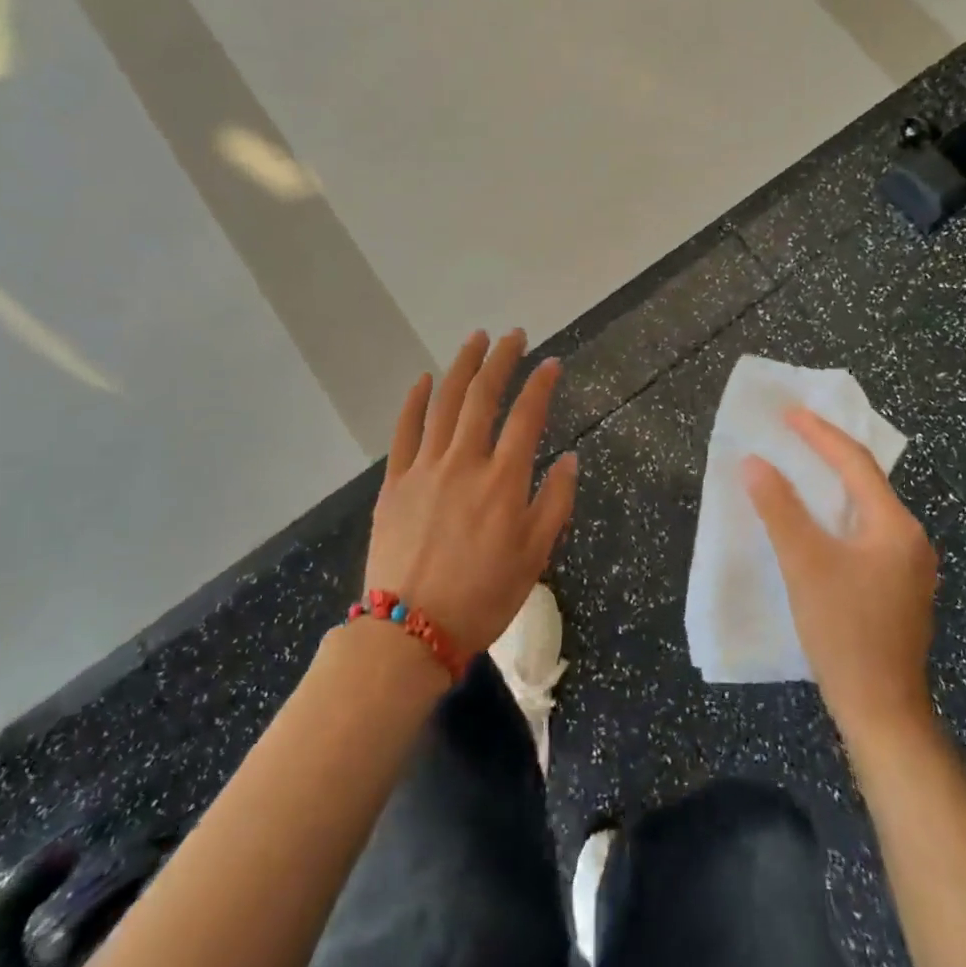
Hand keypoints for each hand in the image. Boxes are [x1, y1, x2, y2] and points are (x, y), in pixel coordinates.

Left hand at [366, 329, 577, 654]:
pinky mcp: (395, 481)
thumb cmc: (483, 596)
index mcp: (503, 480)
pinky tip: (424, 379)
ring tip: (476, 340)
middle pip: (484, 396)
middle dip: (501, 359)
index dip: (541, 384)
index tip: (550, 362)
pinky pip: (404, 430)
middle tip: (514, 335)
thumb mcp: (535, 556)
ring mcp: (425, 467)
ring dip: (462, 366)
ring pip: (445, 402)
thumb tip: (570, 459)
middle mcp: (465, 461)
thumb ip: (555, 502)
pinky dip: (415, 401)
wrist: (410, 632)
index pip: (527, 416)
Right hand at [745, 409, 938, 739]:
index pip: (855, 463)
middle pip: (866, 482)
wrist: (882, 712)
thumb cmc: (844, 632)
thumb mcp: (805, 564)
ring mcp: (909, 566)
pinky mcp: (899, 588)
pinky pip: (867, 532)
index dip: (819, 434)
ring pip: (866, 509)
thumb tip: (754, 463)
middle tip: (793, 432)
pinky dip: (839, 515)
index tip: (788, 413)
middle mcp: (910, 539)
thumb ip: (779, 509)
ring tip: (801, 466)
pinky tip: (819, 521)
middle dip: (828, 453)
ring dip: (833, 485)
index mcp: (895, 526)